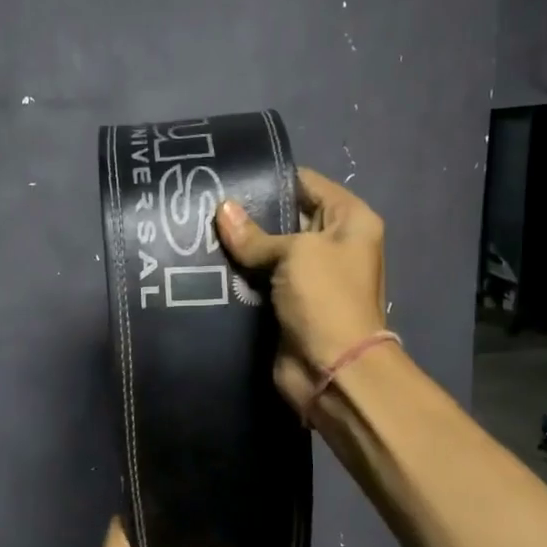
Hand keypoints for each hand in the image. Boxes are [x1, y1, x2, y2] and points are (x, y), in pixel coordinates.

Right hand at [216, 167, 390, 410]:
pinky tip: (205, 262)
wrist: (332, 371)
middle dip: (249, 213)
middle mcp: (333, 243)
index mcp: (350, 220)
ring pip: (268, 252)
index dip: (271, 177)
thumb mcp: (295, 253)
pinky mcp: (288, 304)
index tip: (229, 174)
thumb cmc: (325, 299)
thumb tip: (222, 210)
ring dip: (240, 247)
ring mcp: (310, 277)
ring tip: (197, 229)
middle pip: (286, 217)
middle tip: (204, 202)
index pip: (307, 183)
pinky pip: (260, 281)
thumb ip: (256, 234)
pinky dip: (239, 275)